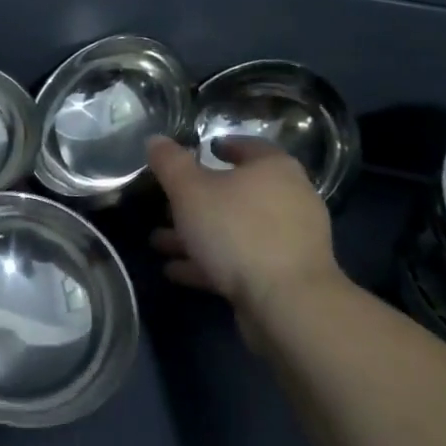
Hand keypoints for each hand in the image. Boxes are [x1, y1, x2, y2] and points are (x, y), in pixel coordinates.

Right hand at [148, 136, 341, 323]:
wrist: (288, 305)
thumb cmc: (238, 231)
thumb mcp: (190, 190)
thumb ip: (170, 162)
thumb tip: (156, 140)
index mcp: (274, 168)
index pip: (246, 146)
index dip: (219, 147)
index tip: (194, 154)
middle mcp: (289, 198)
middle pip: (235, 192)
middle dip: (196, 201)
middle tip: (164, 206)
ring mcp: (289, 240)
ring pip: (235, 230)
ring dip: (198, 235)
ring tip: (159, 244)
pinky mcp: (285, 276)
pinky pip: (242, 261)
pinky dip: (211, 263)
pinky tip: (177, 272)